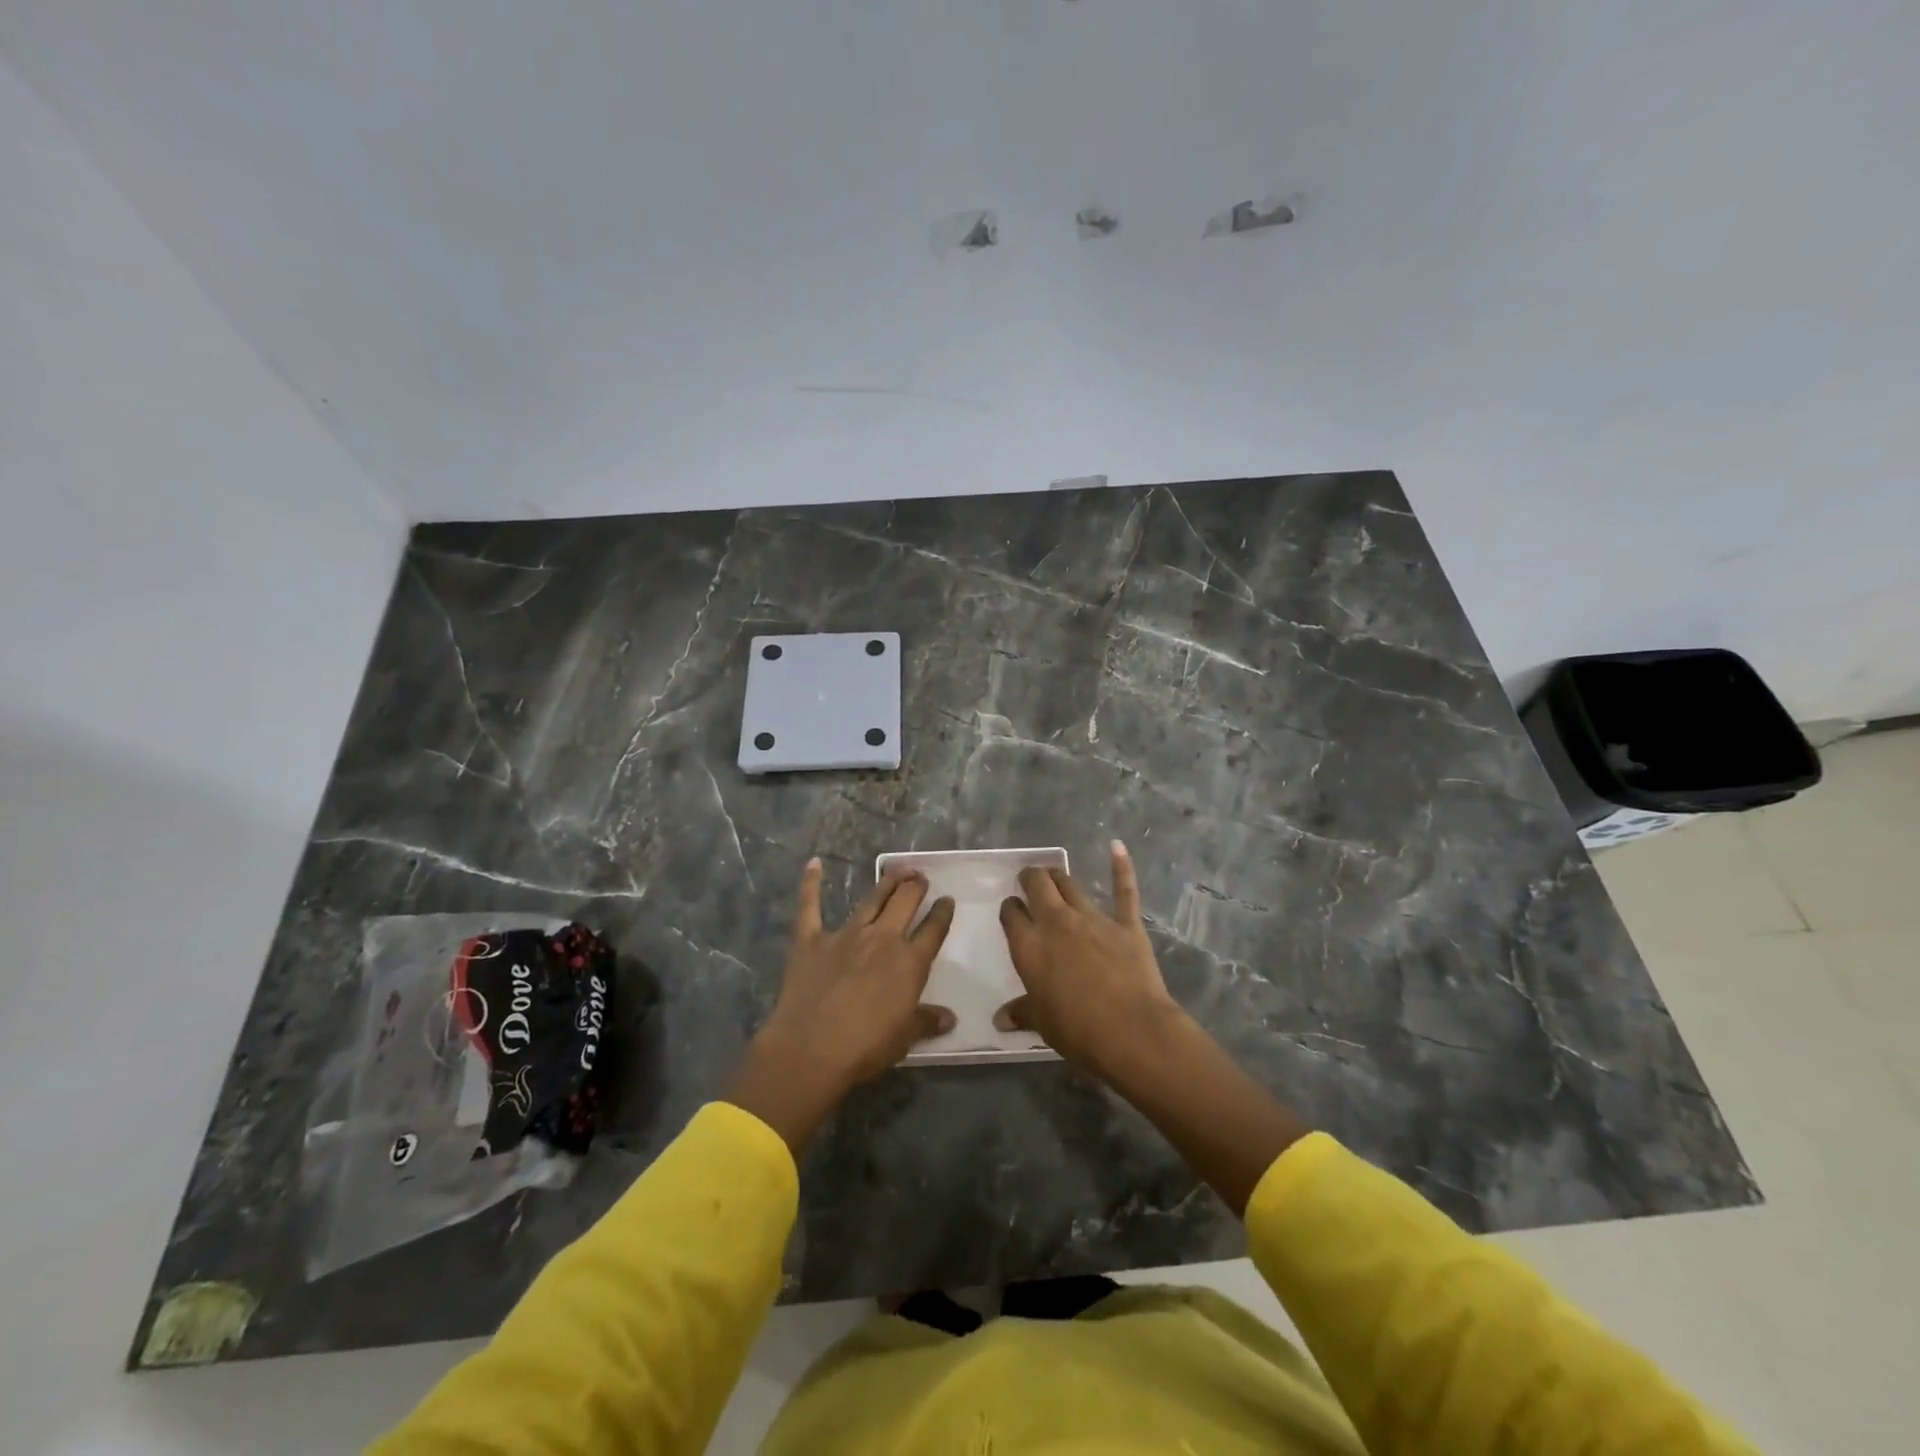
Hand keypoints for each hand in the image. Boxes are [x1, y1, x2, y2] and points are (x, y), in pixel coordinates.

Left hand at [726, 860, 955, 1151]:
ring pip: (871, 900)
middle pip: (905, 903)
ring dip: (886, 883)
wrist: (811, 1049)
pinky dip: (811, 884)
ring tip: (897, 870)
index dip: (942, 913)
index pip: (933, 930)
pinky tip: (814, 863)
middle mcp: (882, 939)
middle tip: (920, 877)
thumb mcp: (904, 1038)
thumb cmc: (865, 1047)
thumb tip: (949, 1018)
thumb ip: (926, 1022)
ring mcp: (845, 935)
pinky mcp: (811, 940)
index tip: (947, 900)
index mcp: (909, 962)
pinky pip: (810, 907)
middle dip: (915, 886)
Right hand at [996, 841, 1186, 1080]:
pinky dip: (1121, 866)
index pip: (1012, 915)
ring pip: (1070, 885)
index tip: (1012, 911)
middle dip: (1030, 879)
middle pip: (1037, 887)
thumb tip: (999, 1020)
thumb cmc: (1078, 1030)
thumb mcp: (1043, 1023)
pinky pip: (1123, 890)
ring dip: (1058, 877)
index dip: (1010, 910)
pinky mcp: (1125, 924)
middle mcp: (1056, 923)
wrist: (1132, 1031)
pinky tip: (1117, 846)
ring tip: (1054, 875)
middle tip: (1029, 881)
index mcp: (1029, 946)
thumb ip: (1021, 1013)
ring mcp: (1092, 919)